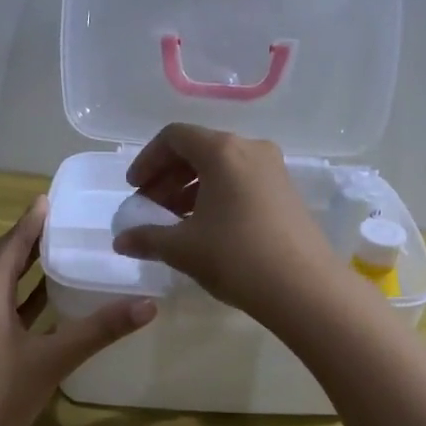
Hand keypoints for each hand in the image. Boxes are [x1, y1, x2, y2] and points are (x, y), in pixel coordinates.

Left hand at [0, 197, 155, 425]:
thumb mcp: (53, 359)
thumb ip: (100, 330)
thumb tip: (148, 304)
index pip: (11, 244)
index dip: (31, 221)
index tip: (50, 199)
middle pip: (2, 260)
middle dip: (29, 241)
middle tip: (61, 223)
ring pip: (0, 286)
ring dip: (25, 270)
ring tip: (58, 255)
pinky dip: (22, 299)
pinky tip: (44, 306)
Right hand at [110, 123, 339, 324]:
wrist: (304, 288)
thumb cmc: (236, 257)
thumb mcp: (183, 248)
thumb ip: (147, 238)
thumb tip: (121, 241)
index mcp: (222, 150)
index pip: (174, 137)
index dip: (147, 160)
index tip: (134, 189)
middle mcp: (250, 149)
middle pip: (199, 150)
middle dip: (168, 177)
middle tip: (151, 208)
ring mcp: (274, 170)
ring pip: (222, 168)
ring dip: (192, 189)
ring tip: (175, 223)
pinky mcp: (287, 193)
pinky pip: (242, 182)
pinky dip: (217, 196)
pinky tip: (207, 229)